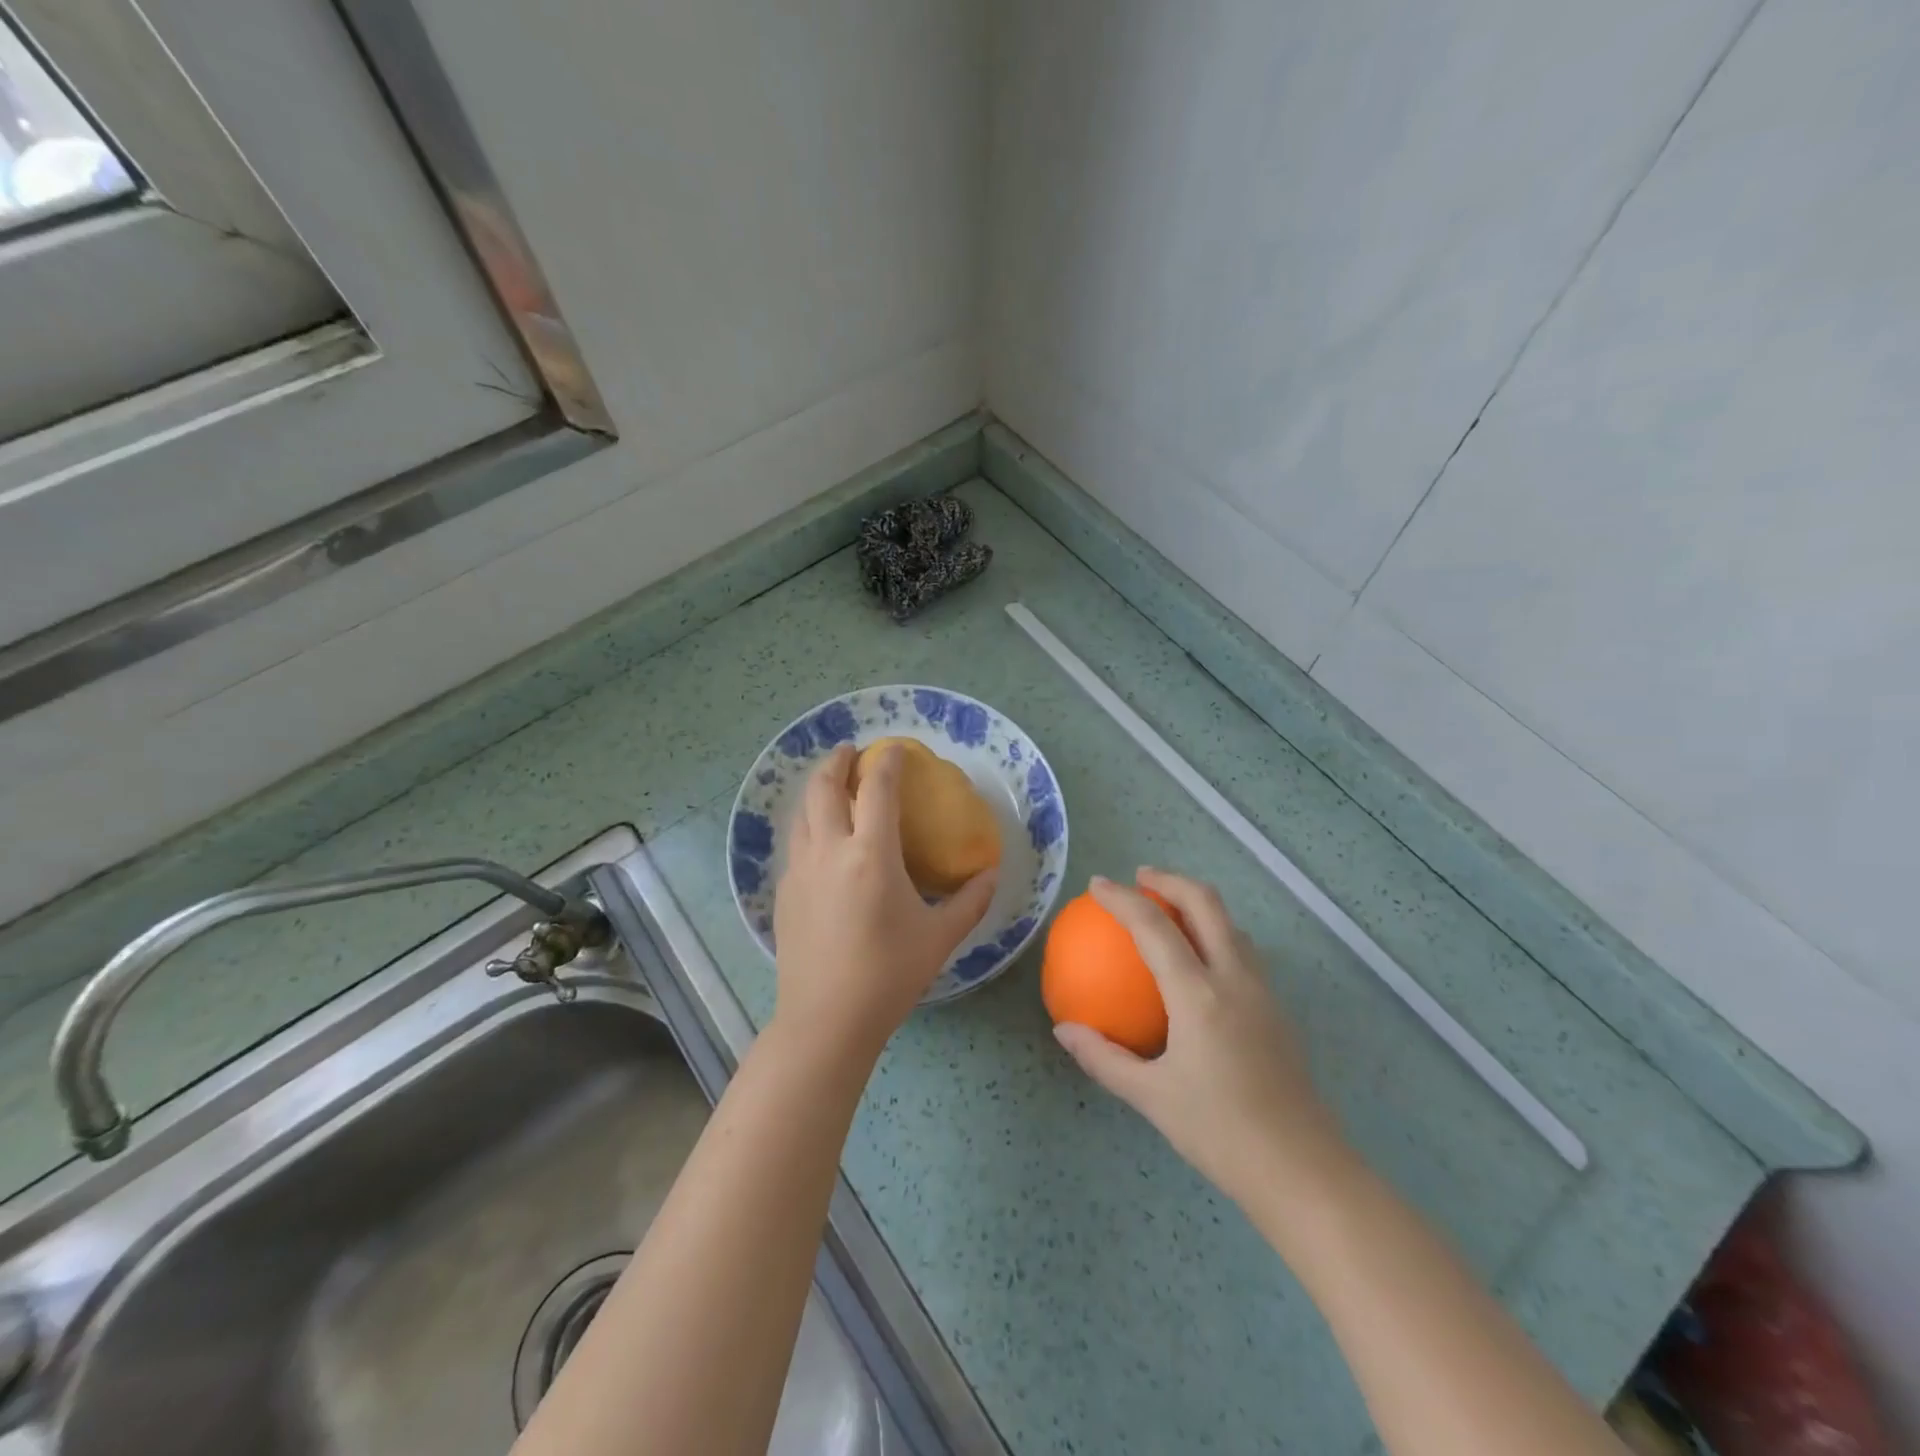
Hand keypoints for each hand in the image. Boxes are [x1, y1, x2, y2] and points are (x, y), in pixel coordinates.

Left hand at [771, 744, 997, 1058]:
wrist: (826, 1020)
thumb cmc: (889, 975)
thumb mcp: (939, 937)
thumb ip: (970, 901)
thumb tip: (991, 874)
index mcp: (870, 855)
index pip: (876, 789)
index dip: (886, 762)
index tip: (894, 748)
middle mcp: (829, 851)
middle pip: (824, 788)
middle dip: (837, 761)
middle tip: (850, 751)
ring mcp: (800, 871)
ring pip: (802, 813)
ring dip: (817, 789)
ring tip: (832, 784)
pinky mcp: (783, 893)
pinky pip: (795, 843)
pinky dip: (807, 824)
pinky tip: (820, 839)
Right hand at [1053, 869, 1346, 1205]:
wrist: (1302, 1171)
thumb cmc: (1220, 1132)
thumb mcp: (1151, 1098)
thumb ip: (1103, 1058)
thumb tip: (1064, 1030)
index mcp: (1198, 994)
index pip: (1154, 926)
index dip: (1122, 898)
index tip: (1096, 885)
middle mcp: (1234, 978)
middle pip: (1206, 903)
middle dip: (1170, 880)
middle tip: (1140, 877)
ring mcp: (1263, 991)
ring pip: (1231, 924)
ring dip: (1198, 904)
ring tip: (1169, 910)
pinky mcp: (1278, 1010)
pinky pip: (1243, 951)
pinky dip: (1216, 933)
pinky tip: (1200, 962)